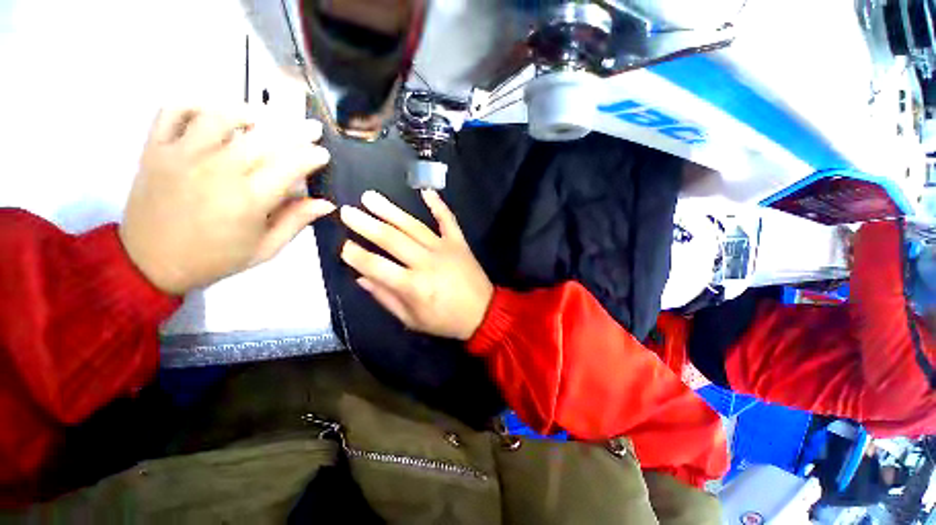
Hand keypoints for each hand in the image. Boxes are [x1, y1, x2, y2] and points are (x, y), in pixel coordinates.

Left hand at [120, 106, 333, 294]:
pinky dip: (196, 104)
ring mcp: (182, 155)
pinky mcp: (156, 148)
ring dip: (250, 112)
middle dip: (296, 130)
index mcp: (248, 199)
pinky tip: (214, 113)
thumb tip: (326, 204)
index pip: (290, 166)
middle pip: (264, 137)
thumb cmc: (214, 259)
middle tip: (312, 128)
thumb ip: (296, 222)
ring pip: (221, 116)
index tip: (323, 153)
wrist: (150, 263)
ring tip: (265, 118)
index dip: (312, 156)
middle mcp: (217, 170)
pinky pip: (174, 111)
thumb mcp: (265, 249)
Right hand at [339, 190, 493, 340]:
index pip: (376, 265)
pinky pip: (448, 220)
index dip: (356, 255)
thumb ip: (386, 298)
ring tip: (370, 197)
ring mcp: (444, 248)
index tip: (342, 245)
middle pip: (391, 239)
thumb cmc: (446, 321)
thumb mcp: (412, 320)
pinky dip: (438, 204)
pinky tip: (425, 190)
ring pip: (413, 225)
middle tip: (347, 211)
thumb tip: (361, 278)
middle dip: (366, 224)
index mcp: (413, 286)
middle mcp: (426, 262)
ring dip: (390, 210)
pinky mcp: (459, 242)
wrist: (483, 313)